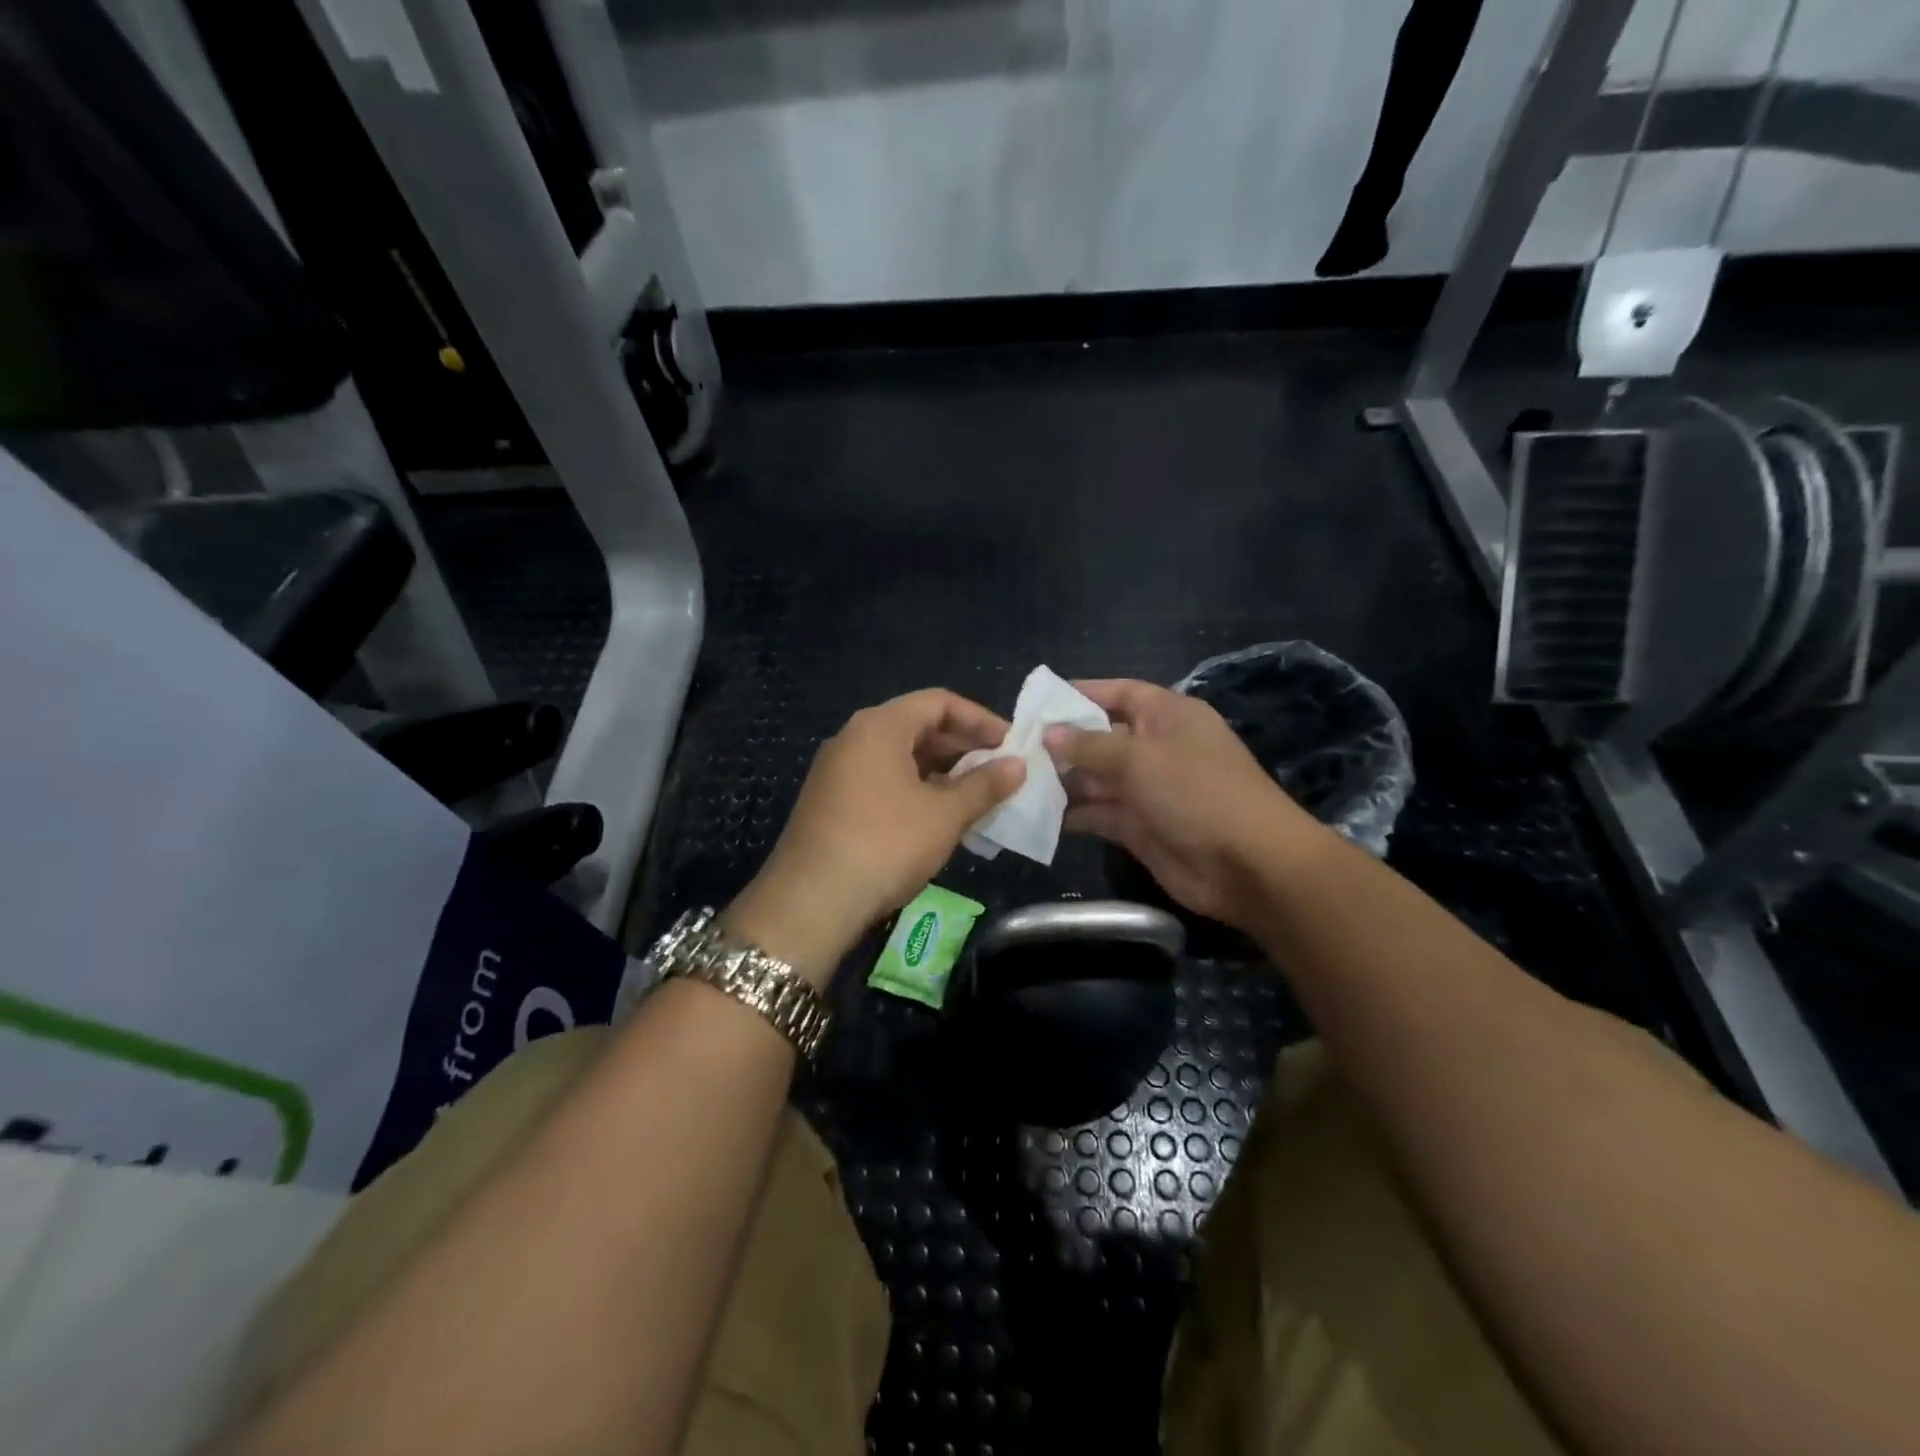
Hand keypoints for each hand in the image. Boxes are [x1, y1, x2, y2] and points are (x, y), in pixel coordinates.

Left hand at [726, 690, 1024, 985]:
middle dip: (962, 746)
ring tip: (977, 797)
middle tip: (999, 770)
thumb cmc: (886, 844)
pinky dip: (915, 790)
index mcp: (880, 726)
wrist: (811, 901)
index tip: (1011, 743)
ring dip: (941, 772)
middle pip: (918, 726)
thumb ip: (984, 785)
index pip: (939, 702)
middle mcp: (854, 738)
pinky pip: (882, 780)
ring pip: (900, 757)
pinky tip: (939, 818)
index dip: (980, 719)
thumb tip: (1018, 765)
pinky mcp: (831, 801)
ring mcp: (837, 770)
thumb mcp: (944, 815)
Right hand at [1044, 679, 1326, 929]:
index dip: (1082, 694)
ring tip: (1018, 782)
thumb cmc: (1196, 792)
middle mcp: (1157, 748)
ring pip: (1097, 778)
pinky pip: (1100, 814)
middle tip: (1015, 749)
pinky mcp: (1141, 827)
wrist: (1248, 865)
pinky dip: (1073, 814)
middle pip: (1102, 737)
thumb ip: (1090, 745)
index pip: (1120, 693)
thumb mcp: (1139, 758)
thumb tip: (1049, 733)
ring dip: (1063, 781)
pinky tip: (1037, 815)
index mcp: (1168, 716)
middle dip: (1063, 743)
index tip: (1039, 702)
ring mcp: (1149, 789)